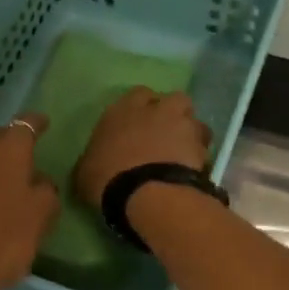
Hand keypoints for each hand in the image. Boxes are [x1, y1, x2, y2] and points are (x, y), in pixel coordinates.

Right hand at [73, 87, 210, 208]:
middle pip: (171, 100)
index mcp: (122, 110)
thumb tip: (91, 165)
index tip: (137, 126)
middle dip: (170, 114)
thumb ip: (92, 161)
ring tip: (182, 153)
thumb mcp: (84, 173)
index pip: (136, 95)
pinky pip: (204, 145)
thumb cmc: (107, 179)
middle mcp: (155, 109)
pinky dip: (200, 155)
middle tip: (164, 135)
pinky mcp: (202, 146)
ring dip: (189, 132)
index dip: (139, 109)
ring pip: (193, 119)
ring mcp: (182, 125)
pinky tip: (192, 170)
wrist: (148, 194)